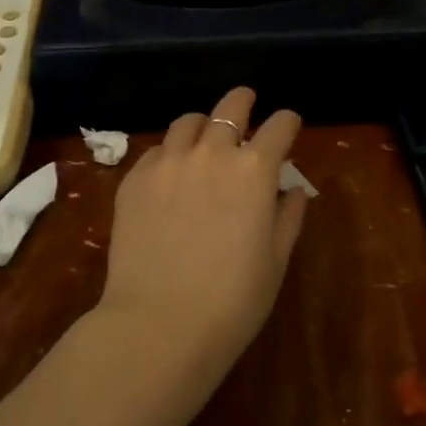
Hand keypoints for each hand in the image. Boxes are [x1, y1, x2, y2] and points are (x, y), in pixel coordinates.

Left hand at [95, 88, 306, 381]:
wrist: (159, 323)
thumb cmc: (232, 301)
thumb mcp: (275, 262)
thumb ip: (287, 217)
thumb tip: (291, 190)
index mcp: (254, 171)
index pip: (279, 126)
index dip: (288, 121)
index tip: (289, 123)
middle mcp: (211, 153)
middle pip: (230, 106)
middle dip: (243, 101)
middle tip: (246, 103)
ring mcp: (168, 162)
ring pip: (187, 122)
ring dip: (203, 124)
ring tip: (203, 137)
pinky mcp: (134, 178)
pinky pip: (156, 150)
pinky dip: (170, 153)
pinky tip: (170, 173)